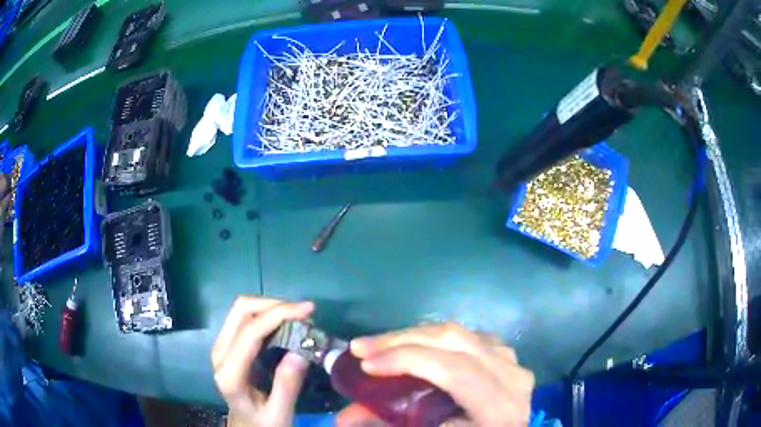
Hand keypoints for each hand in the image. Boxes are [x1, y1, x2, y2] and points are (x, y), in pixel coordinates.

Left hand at [212, 297, 313, 425]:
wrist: (245, 425)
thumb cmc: (262, 423)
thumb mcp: (279, 413)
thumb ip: (287, 386)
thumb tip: (300, 352)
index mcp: (230, 373)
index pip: (250, 332)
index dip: (278, 314)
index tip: (308, 310)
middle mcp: (219, 353)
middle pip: (241, 311)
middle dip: (274, 304)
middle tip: (305, 312)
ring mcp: (220, 346)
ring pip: (241, 309)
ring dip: (270, 306)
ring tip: (298, 316)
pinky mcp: (226, 344)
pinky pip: (244, 318)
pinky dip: (265, 313)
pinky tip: (284, 322)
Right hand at [338, 323, 533, 426]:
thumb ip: (390, 425)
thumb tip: (342, 419)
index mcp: (500, 408)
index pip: (456, 371)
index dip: (409, 360)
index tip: (365, 364)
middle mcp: (512, 377)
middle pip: (455, 341)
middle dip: (401, 340)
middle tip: (360, 347)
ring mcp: (511, 360)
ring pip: (458, 333)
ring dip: (414, 336)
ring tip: (379, 346)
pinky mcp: (505, 353)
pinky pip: (465, 336)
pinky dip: (434, 339)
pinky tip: (413, 347)